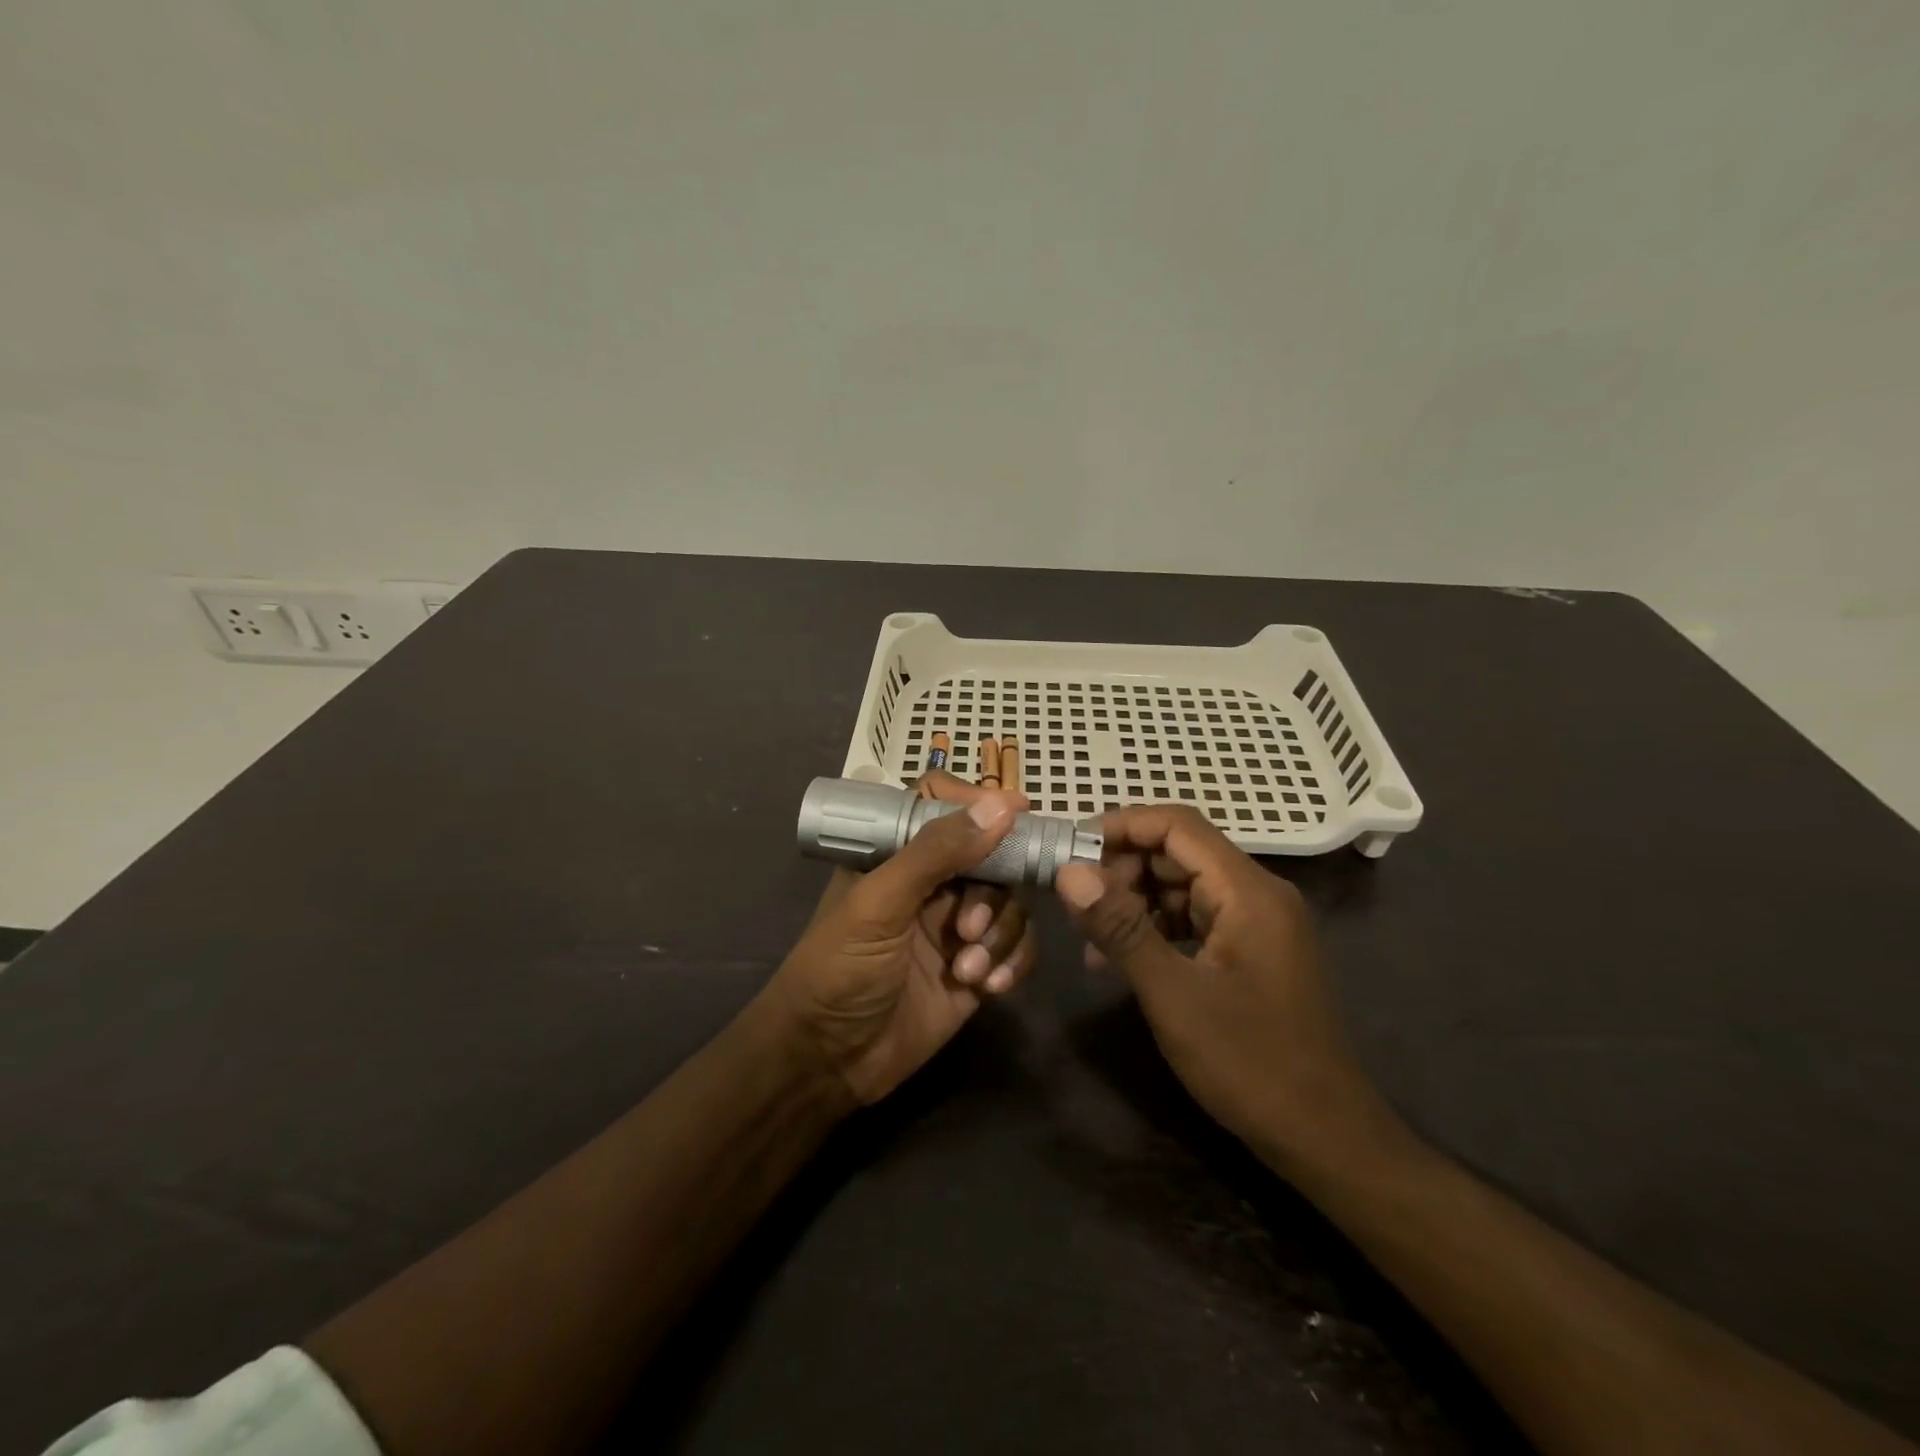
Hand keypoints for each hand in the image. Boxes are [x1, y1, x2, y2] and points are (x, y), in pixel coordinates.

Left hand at [761, 772, 1039, 1105]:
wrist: (828, 1063)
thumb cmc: (838, 970)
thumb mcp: (879, 904)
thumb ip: (936, 853)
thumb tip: (1001, 804)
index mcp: (895, 855)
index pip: (941, 807)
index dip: (979, 804)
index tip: (1019, 811)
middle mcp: (930, 884)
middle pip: (990, 857)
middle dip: (991, 891)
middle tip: (970, 928)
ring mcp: (955, 927)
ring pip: (1009, 904)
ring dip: (1000, 934)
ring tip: (968, 969)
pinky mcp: (975, 969)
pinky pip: (1016, 948)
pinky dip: (1012, 962)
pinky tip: (988, 988)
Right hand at [1054, 806, 1402, 1171]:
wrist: (1325, 1138)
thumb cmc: (1250, 1063)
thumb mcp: (1173, 994)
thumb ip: (1120, 927)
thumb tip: (1069, 872)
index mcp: (1248, 891)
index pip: (1177, 825)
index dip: (1120, 826)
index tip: (1070, 850)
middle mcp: (1257, 894)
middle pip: (1179, 852)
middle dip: (1122, 869)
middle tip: (1077, 905)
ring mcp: (1258, 923)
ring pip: (1184, 886)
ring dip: (1135, 902)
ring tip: (1091, 940)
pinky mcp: (1252, 951)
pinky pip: (1196, 918)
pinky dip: (1156, 928)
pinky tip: (1122, 960)